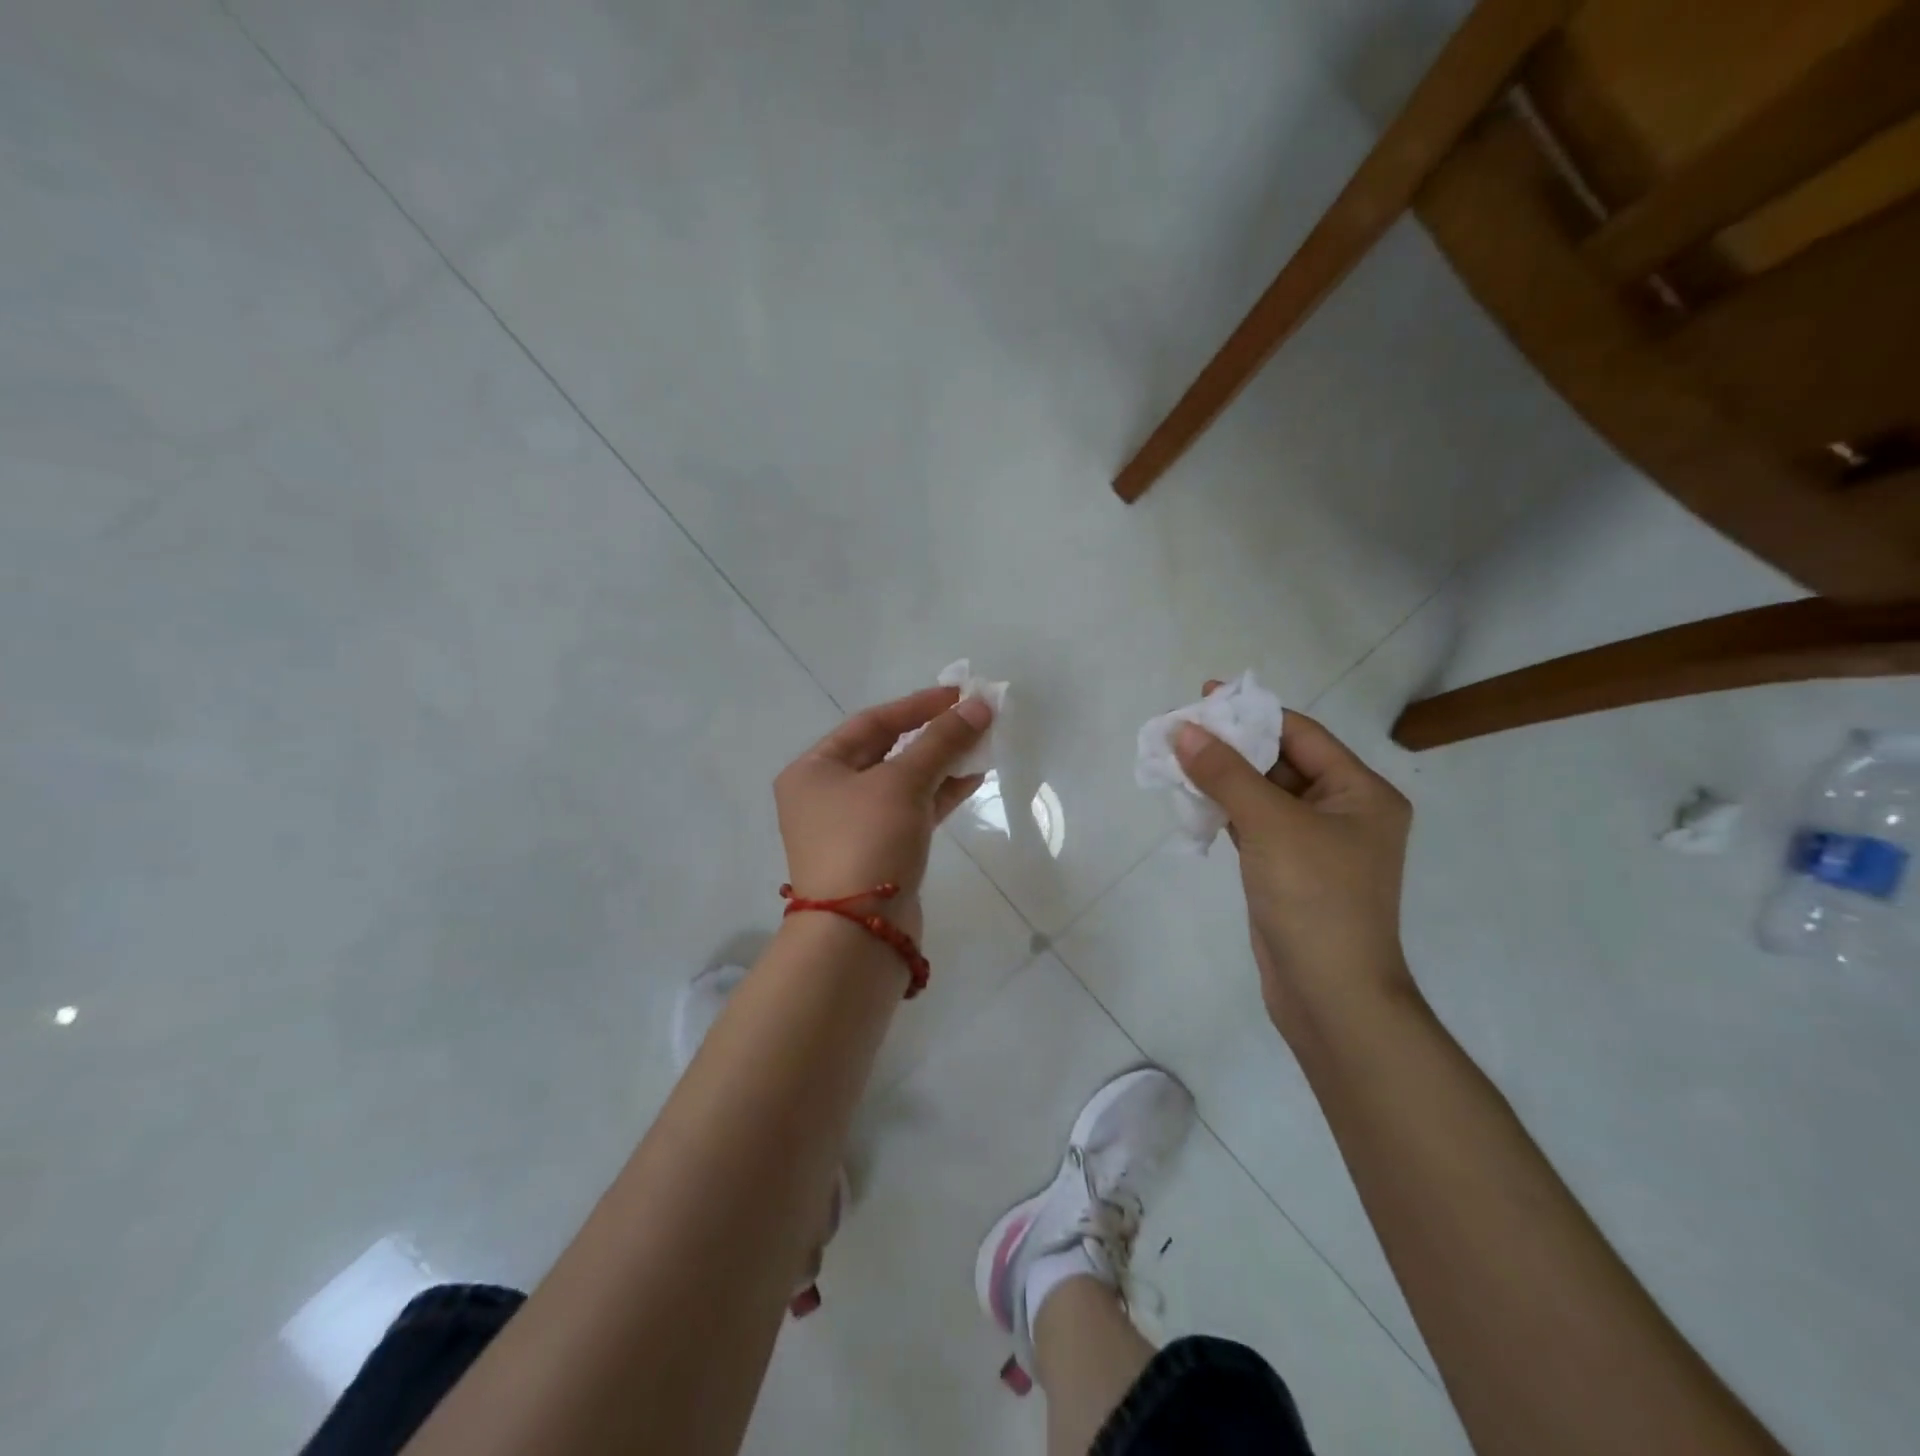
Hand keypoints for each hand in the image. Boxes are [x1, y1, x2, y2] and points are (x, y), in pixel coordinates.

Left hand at [775, 686, 994, 935]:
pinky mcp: (878, 852)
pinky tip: (972, 779)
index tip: (958, 694)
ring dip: (941, 764)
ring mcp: (852, 826)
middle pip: (887, 751)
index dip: (917, 705)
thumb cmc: (867, 841)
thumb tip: (980, 705)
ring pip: (902, 783)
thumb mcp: (903, 782)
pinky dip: (939, 794)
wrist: (859, 933)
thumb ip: (942, 741)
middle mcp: (826, 794)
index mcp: (814, 769)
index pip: (871, 723)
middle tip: (974, 718)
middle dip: (933, 735)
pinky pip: (910, 811)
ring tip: (982, 745)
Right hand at [1174, 691, 1415, 1037]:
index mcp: (1361, 792)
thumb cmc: (1315, 899)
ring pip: (1262, 794)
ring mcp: (1315, 843)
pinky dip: (1224, 810)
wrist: (1329, 996)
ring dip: (1222, 777)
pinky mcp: (1288, 869)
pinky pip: (1254, 825)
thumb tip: (1183, 730)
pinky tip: (1190, 799)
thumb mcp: (1271, 825)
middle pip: (1280, 762)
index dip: (1250, 713)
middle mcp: (1343, 811)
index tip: (1202, 696)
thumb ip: (1226, 773)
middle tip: (1179, 729)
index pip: (1300, 734)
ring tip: (1175, 758)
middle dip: (1230, 745)